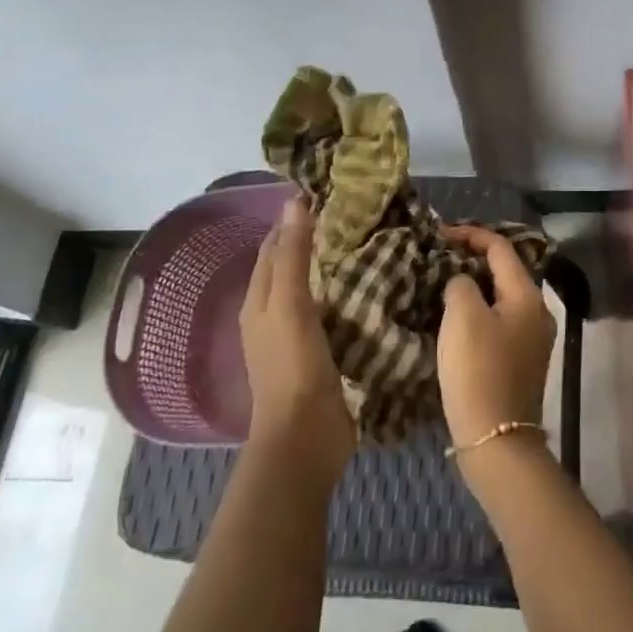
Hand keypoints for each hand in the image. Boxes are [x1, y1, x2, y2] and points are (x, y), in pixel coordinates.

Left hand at [240, 198, 354, 484]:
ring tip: (372, 241)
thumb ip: (293, 255)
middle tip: (359, 214)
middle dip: (317, 238)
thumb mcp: (290, 305)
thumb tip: (294, 202)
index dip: (294, 218)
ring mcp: (297, 335)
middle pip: (293, 264)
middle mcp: (273, 313)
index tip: (330, 193)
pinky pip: (333, 310)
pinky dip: (347, 293)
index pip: (274, 245)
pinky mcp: (321, 352)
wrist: (304, 438)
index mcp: (260, 299)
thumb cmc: (292, 367)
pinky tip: (372, 284)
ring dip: (335, 266)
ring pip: (315, 287)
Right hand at [437, 225, 555, 450]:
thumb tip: (463, 282)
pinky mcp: (522, 361)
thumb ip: (461, 284)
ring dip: (475, 286)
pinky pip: (500, 320)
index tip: (439, 234)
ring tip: (443, 284)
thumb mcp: (463, 316)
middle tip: (440, 257)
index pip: (501, 247)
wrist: (496, 440)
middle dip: (473, 259)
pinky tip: (456, 319)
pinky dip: (479, 310)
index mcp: (527, 295)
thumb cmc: (479, 371)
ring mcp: (533, 338)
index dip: (470, 234)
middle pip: (505, 271)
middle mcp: (538, 311)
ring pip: (502, 297)